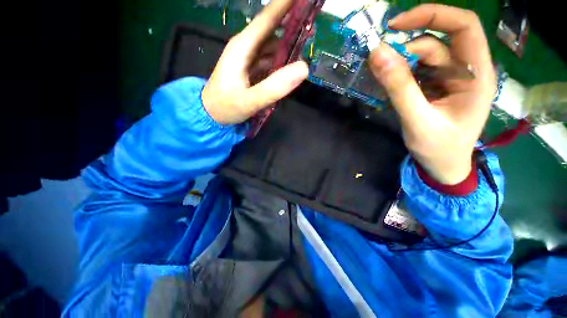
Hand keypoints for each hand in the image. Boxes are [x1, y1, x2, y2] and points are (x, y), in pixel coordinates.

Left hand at [202, 0, 308, 124]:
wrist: (210, 115)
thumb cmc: (226, 107)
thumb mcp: (250, 100)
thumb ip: (275, 87)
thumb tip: (304, 68)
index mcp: (243, 47)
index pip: (268, 18)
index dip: (287, 4)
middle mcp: (247, 47)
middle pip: (272, 29)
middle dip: (292, 23)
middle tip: (313, 24)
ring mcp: (249, 59)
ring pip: (273, 46)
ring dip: (289, 44)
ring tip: (308, 44)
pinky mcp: (251, 70)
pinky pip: (270, 60)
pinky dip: (282, 61)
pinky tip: (291, 67)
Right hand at [369, 4, 495, 184]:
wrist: (443, 166)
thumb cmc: (438, 148)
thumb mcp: (417, 119)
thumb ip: (399, 87)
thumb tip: (377, 54)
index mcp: (476, 75)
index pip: (463, 26)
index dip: (431, 16)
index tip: (396, 25)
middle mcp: (467, 70)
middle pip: (438, 41)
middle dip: (408, 47)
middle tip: (380, 62)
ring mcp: (452, 79)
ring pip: (425, 57)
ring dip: (401, 64)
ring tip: (383, 81)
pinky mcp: (439, 87)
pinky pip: (419, 71)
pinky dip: (402, 74)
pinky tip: (391, 86)